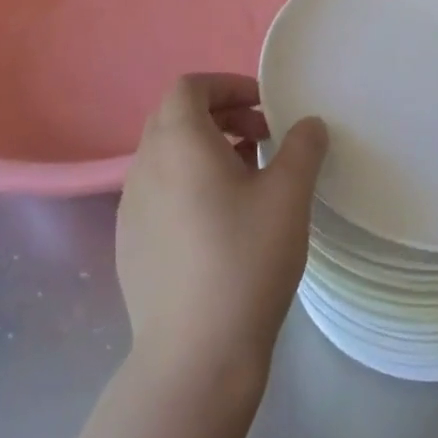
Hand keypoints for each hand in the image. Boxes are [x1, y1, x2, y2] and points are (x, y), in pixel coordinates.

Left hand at [116, 75, 327, 395]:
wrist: (195, 352)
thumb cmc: (246, 259)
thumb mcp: (289, 195)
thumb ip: (302, 148)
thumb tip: (308, 125)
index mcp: (179, 144)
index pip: (189, 87)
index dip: (228, 85)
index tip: (265, 106)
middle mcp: (144, 167)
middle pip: (175, 118)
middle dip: (222, 115)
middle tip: (264, 139)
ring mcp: (130, 208)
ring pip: (167, 156)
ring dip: (207, 150)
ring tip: (250, 179)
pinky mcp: (129, 243)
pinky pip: (160, 191)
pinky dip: (190, 183)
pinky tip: (222, 222)